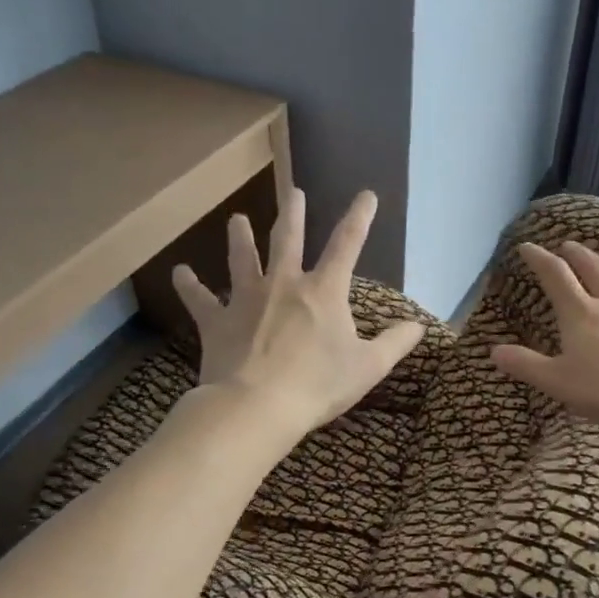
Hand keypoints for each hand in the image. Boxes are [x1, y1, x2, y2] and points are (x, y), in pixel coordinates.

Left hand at [172, 189, 424, 441]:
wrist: (257, 406)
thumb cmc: (318, 386)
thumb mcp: (367, 367)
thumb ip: (395, 343)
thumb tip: (419, 326)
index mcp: (323, 291)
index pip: (347, 245)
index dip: (359, 218)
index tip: (366, 195)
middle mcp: (283, 284)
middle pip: (287, 240)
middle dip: (292, 214)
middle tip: (293, 192)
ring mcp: (246, 299)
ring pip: (242, 259)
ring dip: (239, 237)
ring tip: (236, 219)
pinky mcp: (217, 321)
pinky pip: (199, 299)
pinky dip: (189, 285)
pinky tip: (179, 272)